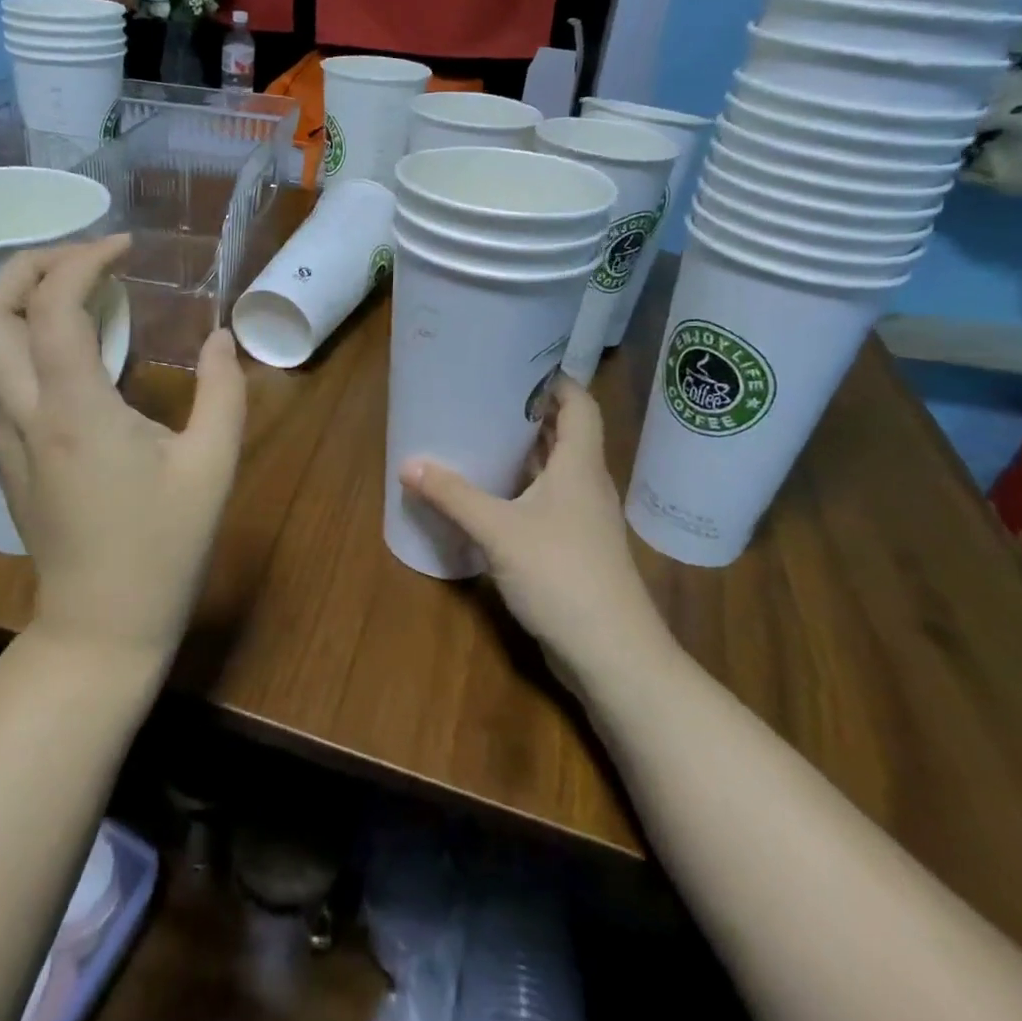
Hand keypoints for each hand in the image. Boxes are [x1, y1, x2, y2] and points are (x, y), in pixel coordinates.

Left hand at [0, 236, 246, 666]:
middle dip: (29, 264)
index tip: (123, 245)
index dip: (84, 259)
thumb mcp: (213, 466)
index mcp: (77, 409)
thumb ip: (224, 391)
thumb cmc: (164, 547)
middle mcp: (24, 413)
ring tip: (58, 296)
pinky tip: (41, 352)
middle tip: (83, 259)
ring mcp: (1, 438)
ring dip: (5, 303)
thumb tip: (220, 336)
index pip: (53, 305)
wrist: (102, 626)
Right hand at [400, 377, 674, 689]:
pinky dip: (521, 490)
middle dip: (527, 414)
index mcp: (579, 465)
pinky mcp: (574, 548)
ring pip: (554, 471)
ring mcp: (583, 519)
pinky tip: (489, 497)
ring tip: (479, 438)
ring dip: (522, 454)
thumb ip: (453, 495)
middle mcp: (586, 484)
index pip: (579, 404)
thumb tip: (408, 464)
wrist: (613, 654)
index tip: (516, 365)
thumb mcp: (499, 531)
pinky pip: (546, 503)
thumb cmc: (561, 575)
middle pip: (563, 434)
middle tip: (482, 398)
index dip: (554, 381)